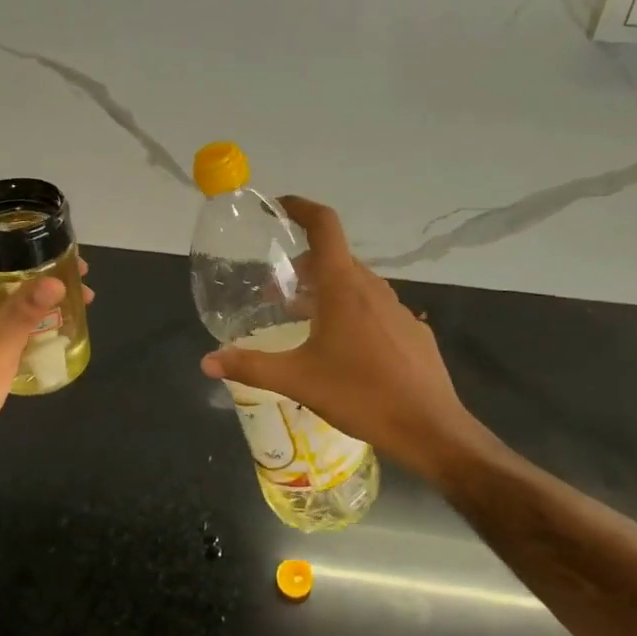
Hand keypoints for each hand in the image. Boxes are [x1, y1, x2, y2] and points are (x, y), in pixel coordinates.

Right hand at [200, 197, 493, 477]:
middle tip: (278, 290)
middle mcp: (372, 288)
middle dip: (304, 265)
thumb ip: (250, 366)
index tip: (279, 207)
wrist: (429, 427)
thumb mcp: (297, 380)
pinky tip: (344, 349)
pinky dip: (352, 311)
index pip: (324, 226)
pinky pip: (375, 308)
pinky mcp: (412, 331)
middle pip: (335, 258)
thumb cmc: (359, 394)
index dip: (301, 208)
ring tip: (305, 320)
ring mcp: (397, 308)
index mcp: (343, 287)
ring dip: (327, 290)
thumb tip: (207, 361)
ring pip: (355, 284)